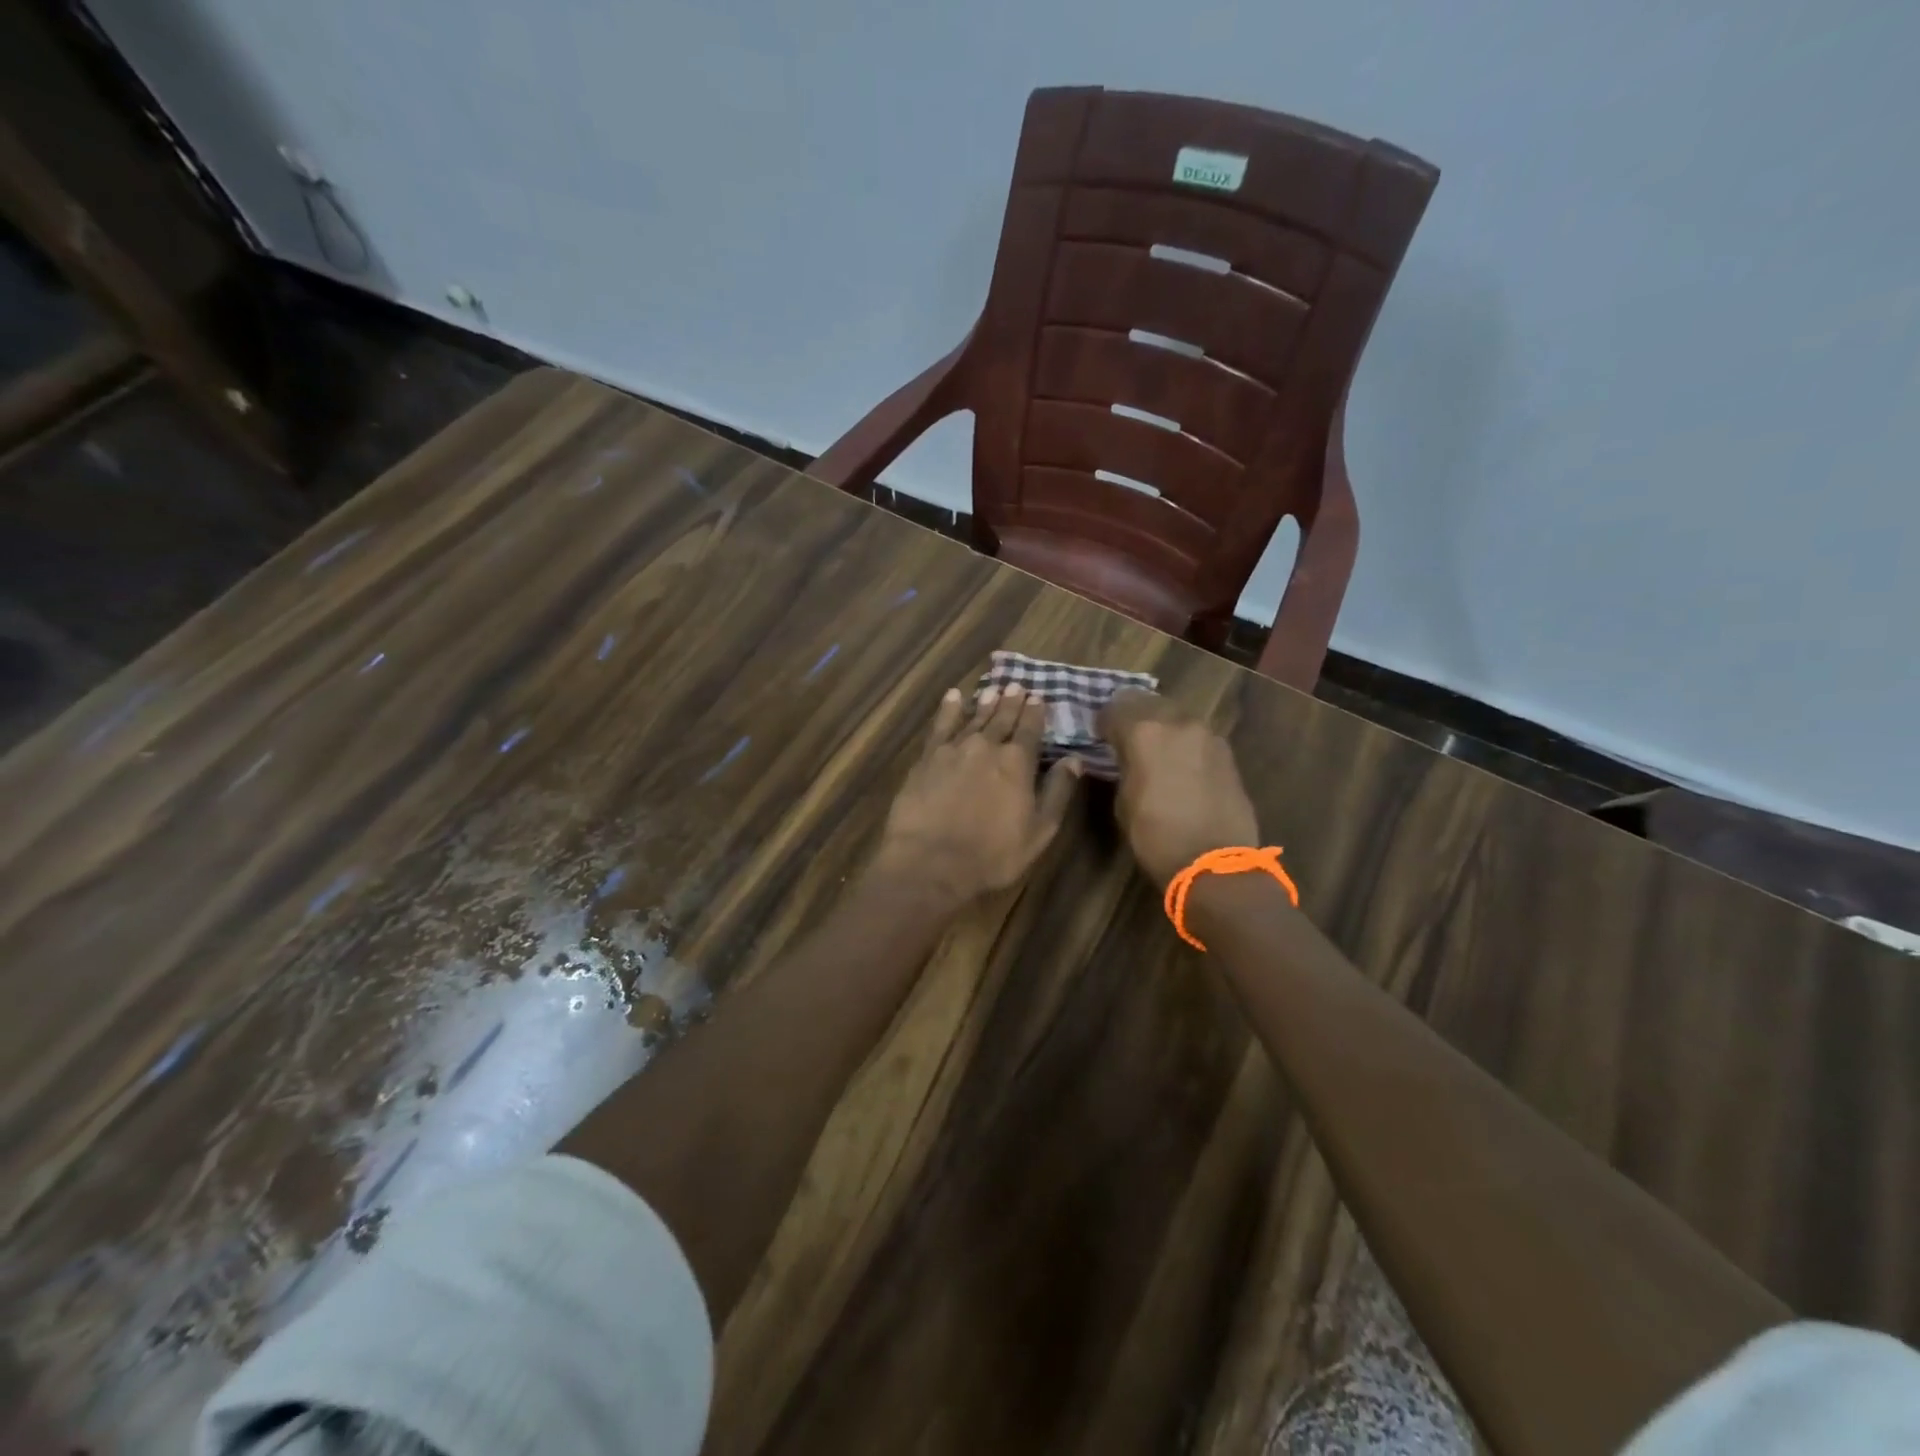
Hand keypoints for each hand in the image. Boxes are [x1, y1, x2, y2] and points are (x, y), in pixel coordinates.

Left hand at [875, 683, 1083, 903]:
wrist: (930, 861)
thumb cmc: (992, 854)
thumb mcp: (1039, 831)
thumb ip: (1057, 792)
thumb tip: (1074, 760)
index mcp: (1017, 763)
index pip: (1030, 729)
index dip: (1036, 713)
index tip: (1039, 697)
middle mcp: (987, 747)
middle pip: (1002, 718)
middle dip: (1011, 702)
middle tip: (1016, 686)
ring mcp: (954, 749)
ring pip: (973, 718)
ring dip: (985, 703)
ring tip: (992, 689)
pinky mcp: (927, 758)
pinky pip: (940, 725)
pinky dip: (948, 709)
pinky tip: (953, 697)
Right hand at [1099, 690, 1259, 885]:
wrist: (1215, 862)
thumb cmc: (1156, 836)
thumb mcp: (1123, 800)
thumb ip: (1123, 766)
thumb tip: (1125, 756)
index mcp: (1144, 732)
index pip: (1115, 708)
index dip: (1104, 721)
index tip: (1100, 736)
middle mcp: (1177, 722)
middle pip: (1147, 702)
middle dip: (1133, 716)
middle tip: (1125, 737)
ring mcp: (1207, 734)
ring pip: (1175, 715)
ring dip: (1161, 726)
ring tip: (1154, 750)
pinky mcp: (1226, 751)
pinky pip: (1196, 735)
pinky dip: (1183, 742)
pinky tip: (1180, 765)